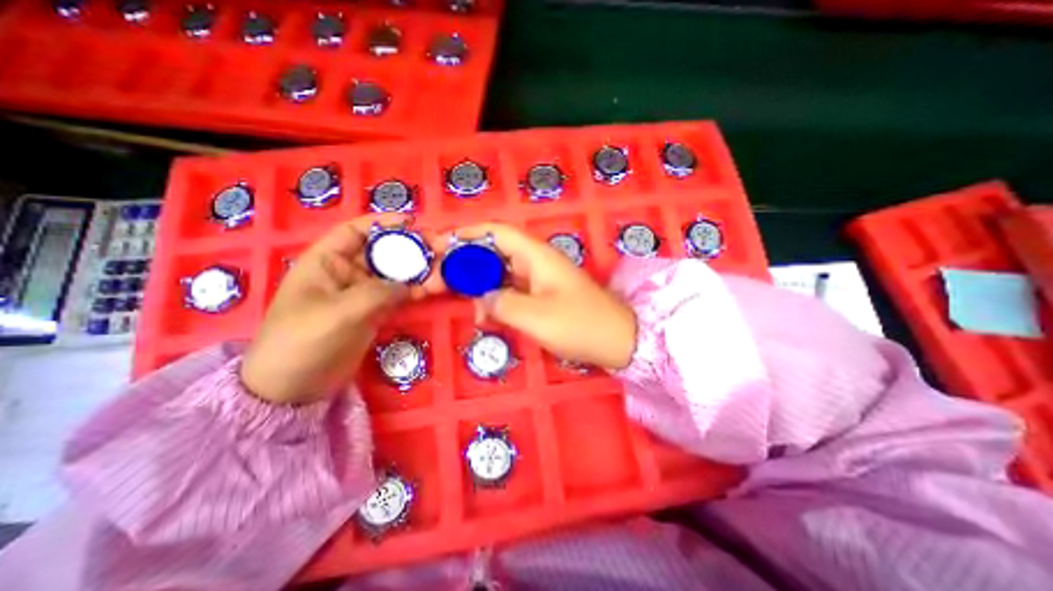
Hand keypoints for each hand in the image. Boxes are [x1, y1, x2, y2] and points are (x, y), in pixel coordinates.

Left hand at [240, 214, 435, 402]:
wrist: (294, 388)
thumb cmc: (303, 342)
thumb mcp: (339, 313)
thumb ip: (377, 294)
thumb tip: (410, 285)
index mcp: (326, 262)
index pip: (355, 232)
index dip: (383, 223)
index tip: (413, 223)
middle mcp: (346, 273)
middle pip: (383, 252)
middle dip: (411, 247)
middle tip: (441, 247)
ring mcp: (363, 293)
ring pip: (396, 274)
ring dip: (420, 270)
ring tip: (445, 268)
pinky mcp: (375, 311)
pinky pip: (400, 295)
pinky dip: (418, 290)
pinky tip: (436, 288)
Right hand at [440, 222, 637, 369]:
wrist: (618, 340)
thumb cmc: (580, 324)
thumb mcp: (536, 316)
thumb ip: (502, 303)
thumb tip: (482, 297)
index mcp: (536, 256)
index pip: (497, 232)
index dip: (468, 234)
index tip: (441, 245)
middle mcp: (536, 262)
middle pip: (494, 252)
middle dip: (465, 262)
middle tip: (439, 279)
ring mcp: (539, 279)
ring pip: (500, 273)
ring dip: (479, 284)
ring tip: (462, 303)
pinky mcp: (542, 296)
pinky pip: (511, 291)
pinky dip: (495, 300)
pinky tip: (485, 316)